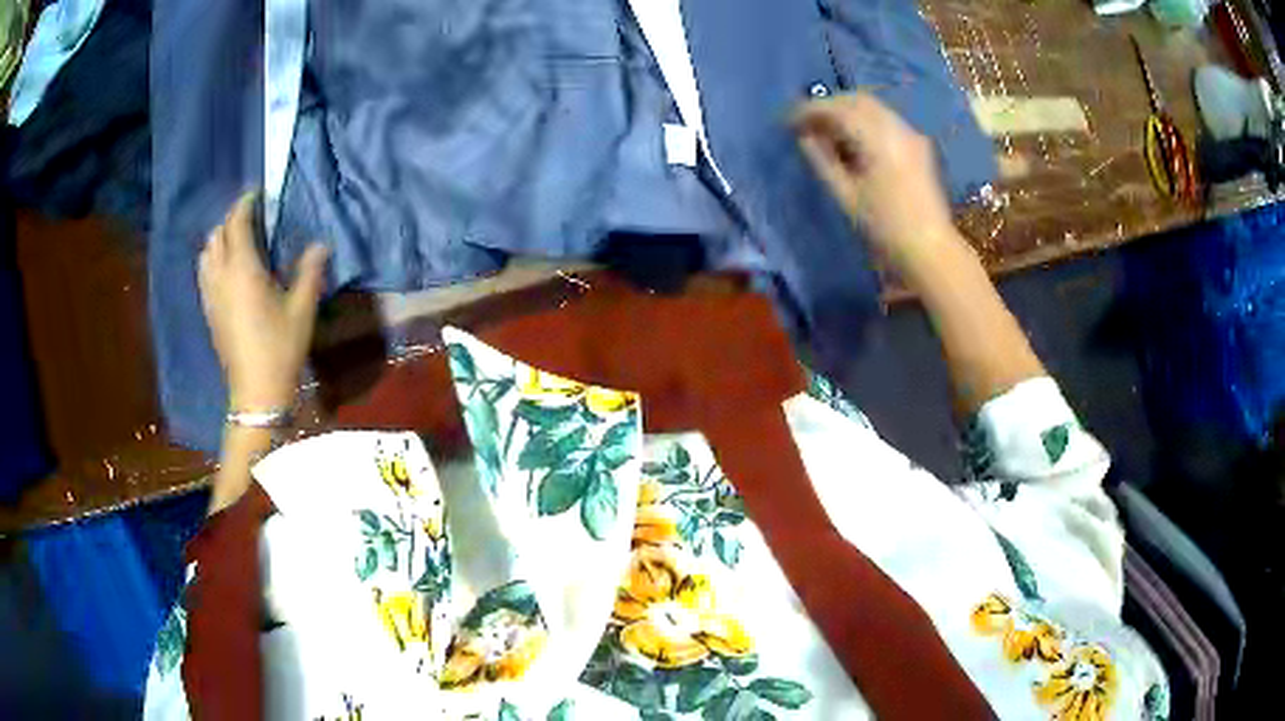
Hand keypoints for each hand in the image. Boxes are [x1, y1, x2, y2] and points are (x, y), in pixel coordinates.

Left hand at [198, 192, 328, 411]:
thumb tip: (321, 244)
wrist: (256, 391)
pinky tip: (225, 268)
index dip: (245, 203)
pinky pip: (204, 272)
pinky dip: (212, 258)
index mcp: (243, 269)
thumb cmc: (280, 347)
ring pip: (206, 252)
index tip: (258, 193)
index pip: (236, 223)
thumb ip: (310, 271)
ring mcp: (211, 294)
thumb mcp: (302, 308)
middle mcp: (221, 276)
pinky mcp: (208, 311)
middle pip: (217, 234)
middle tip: (250, 215)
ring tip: (236, 239)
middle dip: (231, 218)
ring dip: (218, 238)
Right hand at [793, 93, 957, 273]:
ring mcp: (911, 136)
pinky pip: (886, 121)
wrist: (931, 250)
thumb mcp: (846, 196)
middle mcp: (897, 128)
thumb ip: (822, 161)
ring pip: (874, 108)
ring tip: (826, 133)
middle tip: (806, 124)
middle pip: (858, 101)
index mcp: (878, 138)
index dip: (809, 110)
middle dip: (829, 106)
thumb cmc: (885, 228)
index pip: (837, 109)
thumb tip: (805, 138)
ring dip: (847, 113)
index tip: (788, 122)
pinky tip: (853, 142)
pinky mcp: (918, 147)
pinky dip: (864, 123)